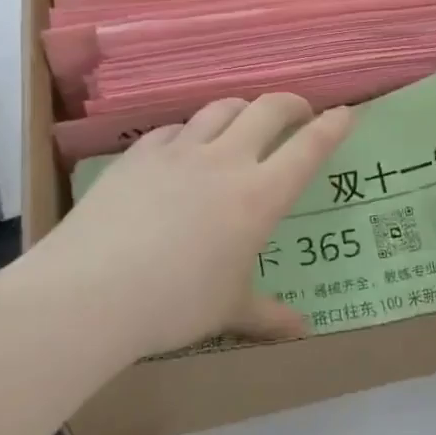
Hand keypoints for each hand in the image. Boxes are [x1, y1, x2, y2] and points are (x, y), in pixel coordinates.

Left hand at [17, 95, 352, 359]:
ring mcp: (178, 152)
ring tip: (244, 123)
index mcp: (259, 196)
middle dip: (291, 103)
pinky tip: (182, 148)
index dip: (332, 126)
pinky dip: (189, 132)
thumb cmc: (175, 304)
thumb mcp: (228, 310)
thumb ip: (268, 315)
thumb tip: (301, 330)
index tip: (345, 113)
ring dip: (241, 109)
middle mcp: (225, 161)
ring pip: (221, 109)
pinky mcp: (138, 154)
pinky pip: (174, 129)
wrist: (90, 292)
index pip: (308, 148)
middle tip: (299, 113)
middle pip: (268, 109)